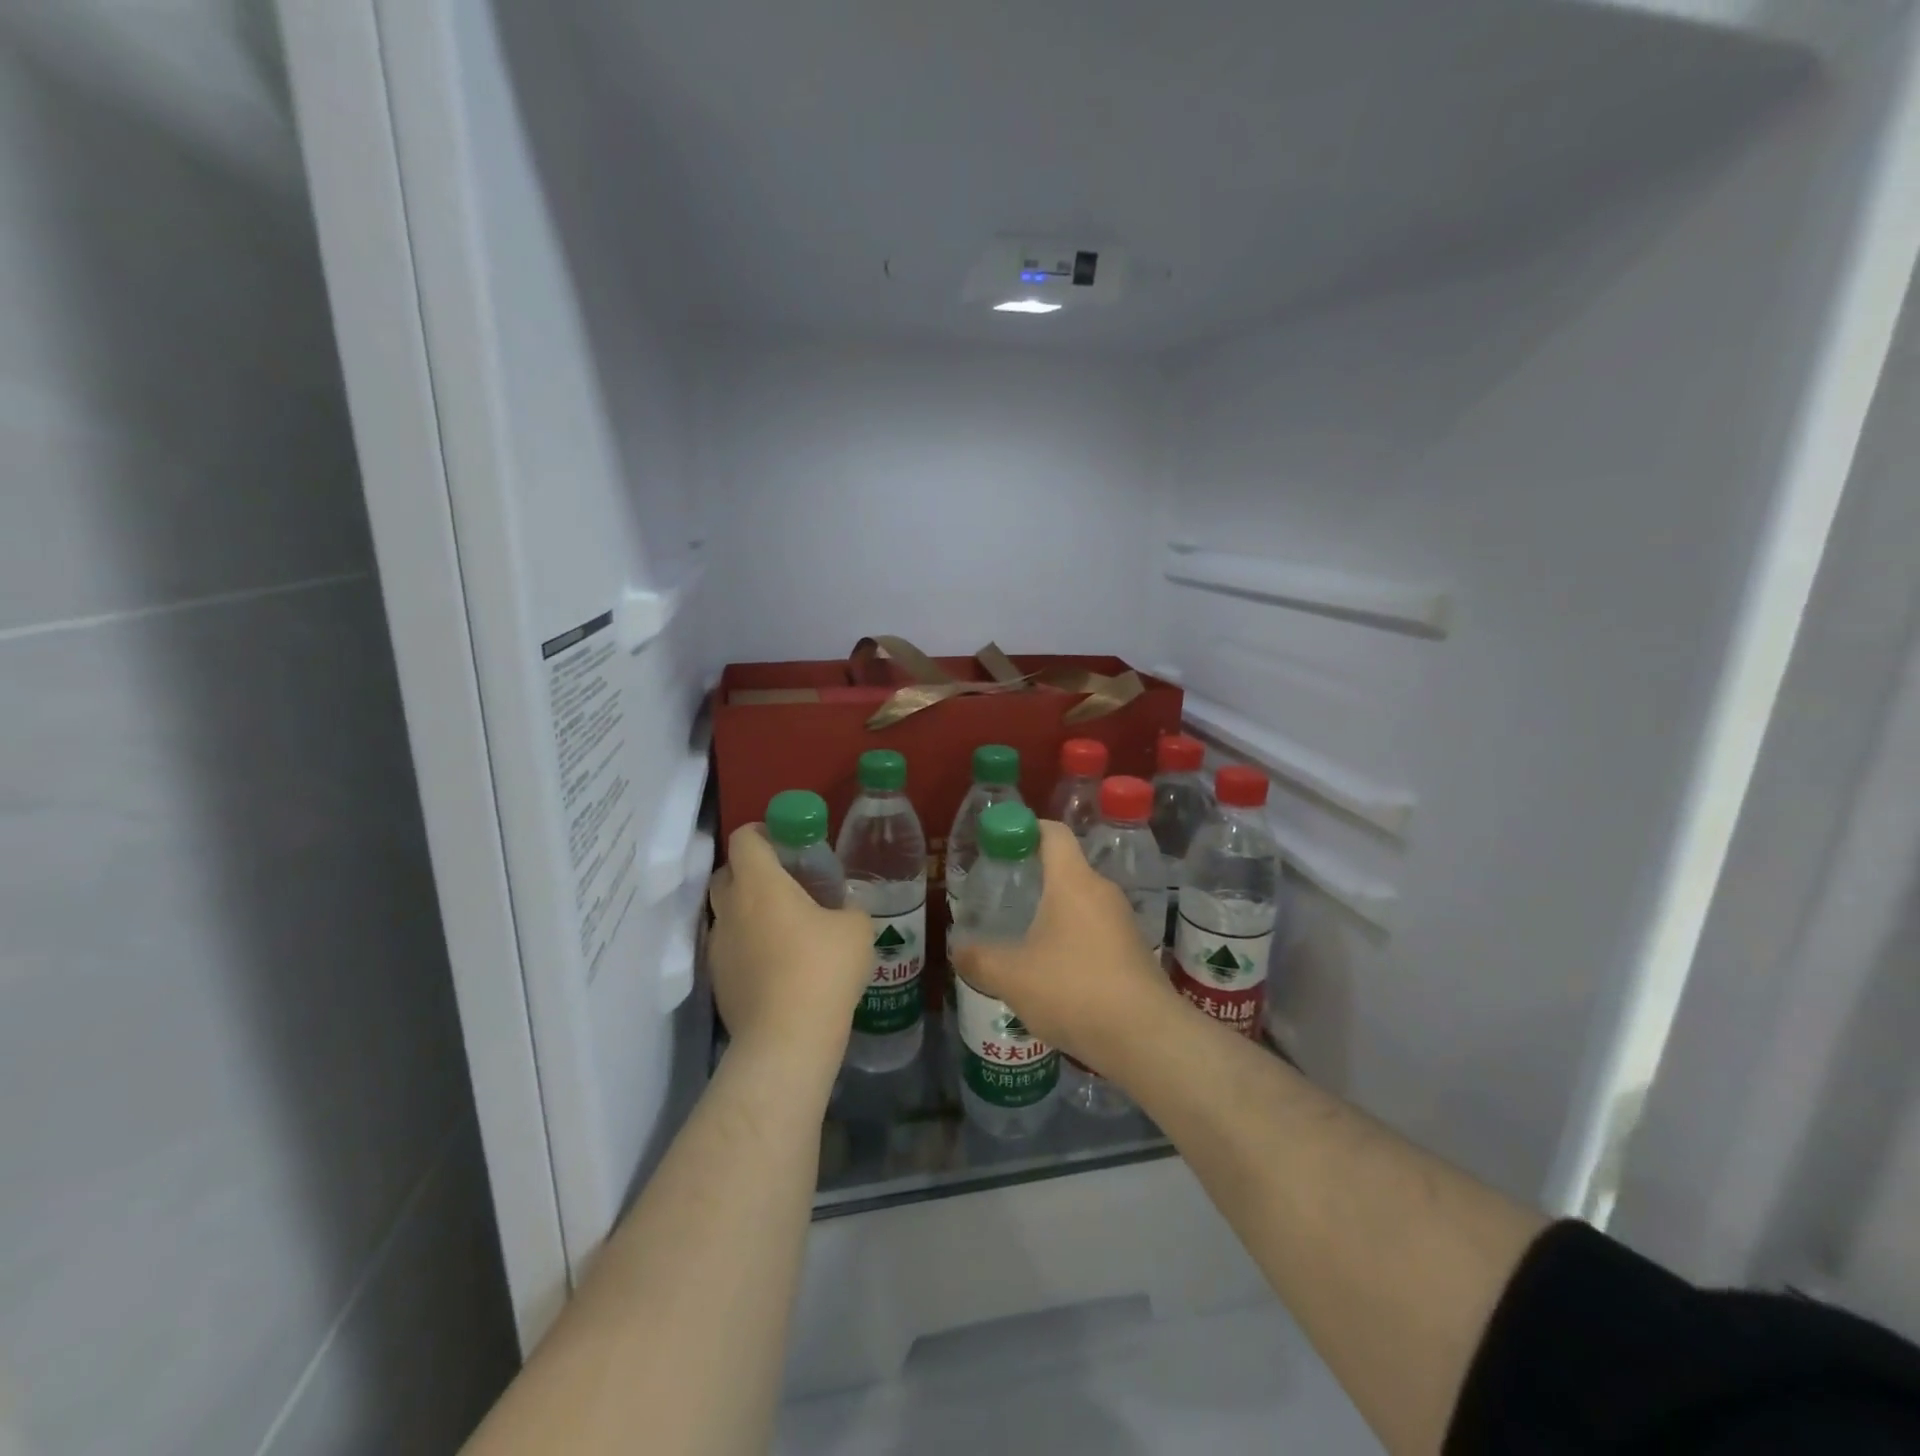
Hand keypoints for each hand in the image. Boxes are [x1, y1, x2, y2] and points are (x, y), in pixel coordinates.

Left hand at [708, 825, 873, 1061]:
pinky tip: (776, 964)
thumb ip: (849, 907)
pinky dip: (747, 945)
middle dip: (750, 870)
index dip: (761, 832)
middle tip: (784, 882)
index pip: (744, 839)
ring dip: (747, 910)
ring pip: (725, 913)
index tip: (784, 840)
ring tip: (782, 926)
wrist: (787, 1039)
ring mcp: (719, 947)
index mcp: (760, 884)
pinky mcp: (718, 981)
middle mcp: (731, 909)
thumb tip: (844, 908)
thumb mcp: (856, 928)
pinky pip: (729, 948)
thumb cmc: (823, 969)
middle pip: (727, 873)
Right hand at [954, 820, 1178, 1072]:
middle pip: (1066, 870)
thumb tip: (958, 949)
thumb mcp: (1012, 977)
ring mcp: (1123, 922)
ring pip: (1080, 905)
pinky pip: (1095, 933)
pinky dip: (1072, 942)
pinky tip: (1053, 973)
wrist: (1146, 1037)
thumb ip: (979, 959)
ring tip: (1021, 940)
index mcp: (1073, 881)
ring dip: (1052, 916)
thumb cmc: (1073, 989)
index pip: (1053, 833)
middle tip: (1002, 897)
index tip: (1001, 843)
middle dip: (1033, 880)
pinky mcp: (1134, 953)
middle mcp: (1102, 892)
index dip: (1027, 829)